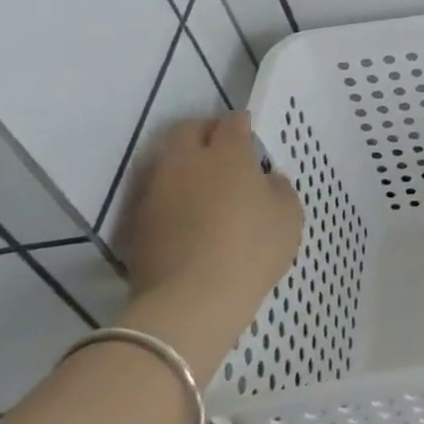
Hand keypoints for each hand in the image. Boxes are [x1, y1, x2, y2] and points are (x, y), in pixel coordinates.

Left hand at [111, 112, 302, 381]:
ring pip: (165, 160)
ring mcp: (156, 191)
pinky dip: (169, 193)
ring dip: (183, 162)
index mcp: (228, 154)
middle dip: (205, 131)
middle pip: (188, 130)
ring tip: (201, 181)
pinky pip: (154, 192)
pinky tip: (185, 212)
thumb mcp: (288, 215)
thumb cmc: (251, 249)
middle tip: (222, 148)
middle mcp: (186, 162)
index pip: (233, 122)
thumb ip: (278, 188)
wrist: (191, 300)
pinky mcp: (136, 221)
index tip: (251, 136)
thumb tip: (266, 180)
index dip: (243, 124)